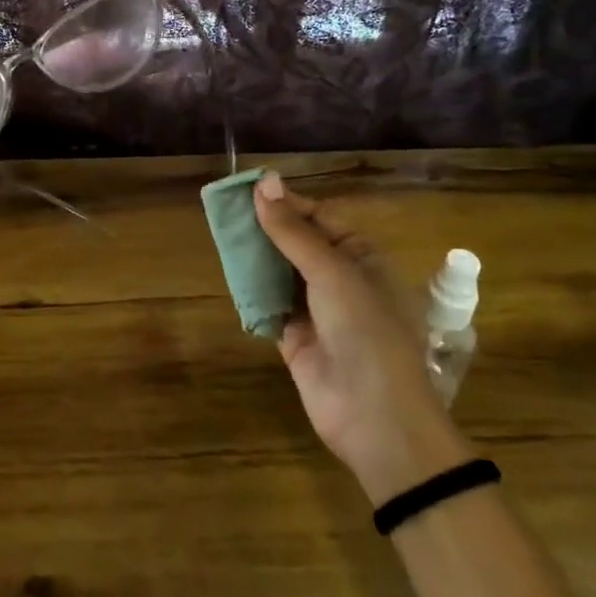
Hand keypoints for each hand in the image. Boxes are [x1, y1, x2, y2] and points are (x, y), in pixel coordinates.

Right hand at [252, 171, 469, 502]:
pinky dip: (250, 293)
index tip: (247, 190)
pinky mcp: (294, 338)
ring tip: (220, 236)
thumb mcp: (331, 270)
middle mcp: (340, 280)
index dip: (286, 203)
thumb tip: (264, 181)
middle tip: (224, 213)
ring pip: (279, 274)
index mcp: (362, 258)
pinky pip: (268, 306)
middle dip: (265, 230)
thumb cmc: (365, 330)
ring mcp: (316, 311)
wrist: (374, 415)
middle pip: (296, 245)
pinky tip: (228, 274)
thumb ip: (292, 230)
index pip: (320, 218)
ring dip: (254, 258)